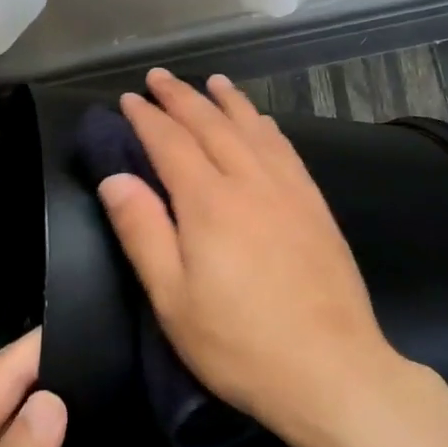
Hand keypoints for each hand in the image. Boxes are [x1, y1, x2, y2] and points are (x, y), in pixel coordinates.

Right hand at [96, 68, 394, 439]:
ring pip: (253, 129)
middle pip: (211, 124)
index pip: (171, 143)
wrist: (332, 369)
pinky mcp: (316, 206)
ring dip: (228, 101)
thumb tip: (115, 177)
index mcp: (209, 202)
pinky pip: (287, 150)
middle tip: (160, 77)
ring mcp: (290, 190)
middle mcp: (250, 182)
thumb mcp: (173, 299)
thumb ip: (143, 231)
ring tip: (213, 81)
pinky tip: (263, 122)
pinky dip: (267, 127)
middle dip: (182, 97)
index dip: (148, 118)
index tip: (130, 98)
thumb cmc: (239, 343)